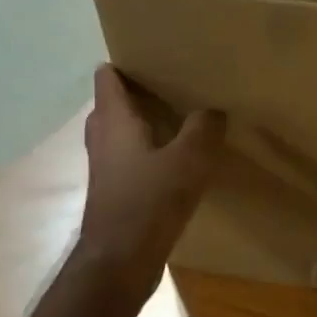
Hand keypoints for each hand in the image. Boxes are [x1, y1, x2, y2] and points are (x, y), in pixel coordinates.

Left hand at [76, 66, 224, 301]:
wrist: (120, 262)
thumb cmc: (149, 202)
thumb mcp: (189, 159)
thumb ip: (203, 128)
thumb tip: (213, 109)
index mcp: (113, 121)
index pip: (107, 77)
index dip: (126, 62)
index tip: (154, 54)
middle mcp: (103, 139)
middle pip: (114, 103)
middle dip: (140, 91)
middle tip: (175, 82)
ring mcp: (107, 167)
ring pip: (123, 132)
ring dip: (146, 122)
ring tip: (182, 116)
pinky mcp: (116, 191)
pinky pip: (132, 157)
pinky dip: (150, 149)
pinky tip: (178, 158)